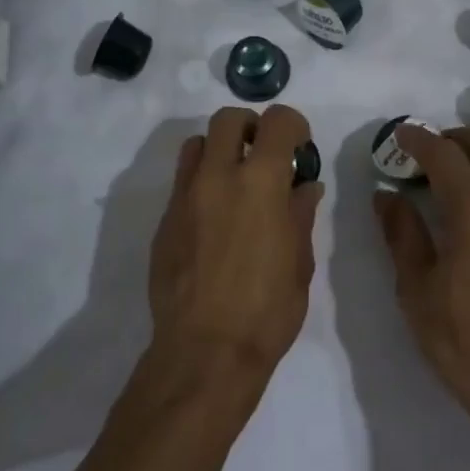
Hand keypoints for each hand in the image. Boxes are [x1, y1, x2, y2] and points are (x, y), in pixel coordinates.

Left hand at [148, 105, 322, 379]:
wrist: (204, 351)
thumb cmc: (267, 310)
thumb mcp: (300, 262)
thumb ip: (300, 215)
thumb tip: (305, 187)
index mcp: (261, 182)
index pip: (276, 122)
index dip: (293, 126)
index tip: (300, 147)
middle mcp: (218, 177)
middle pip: (228, 119)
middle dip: (251, 126)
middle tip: (265, 154)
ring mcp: (185, 197)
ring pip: (197, 144)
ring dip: (219, 150)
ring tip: (235, 181)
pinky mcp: (164, 220)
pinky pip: (182, 181)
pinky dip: (202, 182)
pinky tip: (215, 218)